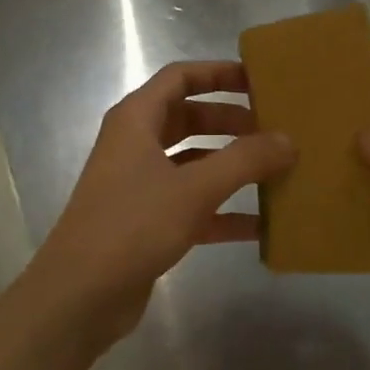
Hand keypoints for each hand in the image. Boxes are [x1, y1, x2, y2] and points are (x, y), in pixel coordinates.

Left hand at [0, 62, 294, 360]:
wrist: (80, 295)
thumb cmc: (132, 226)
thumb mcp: (194, 189)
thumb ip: (245, 160)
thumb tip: (289, 140)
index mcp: (136, 120)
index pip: (180, 78)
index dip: (218, 73)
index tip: (259, 80)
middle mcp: (135, 146)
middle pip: (189, 119)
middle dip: (231, 121)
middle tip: (274, 128)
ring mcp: (140, 186)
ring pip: (193, 163)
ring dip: (231, 165)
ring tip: (276, 170)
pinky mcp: (146, 223)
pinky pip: (192, 205)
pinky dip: (223, 211)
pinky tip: (261, 226)